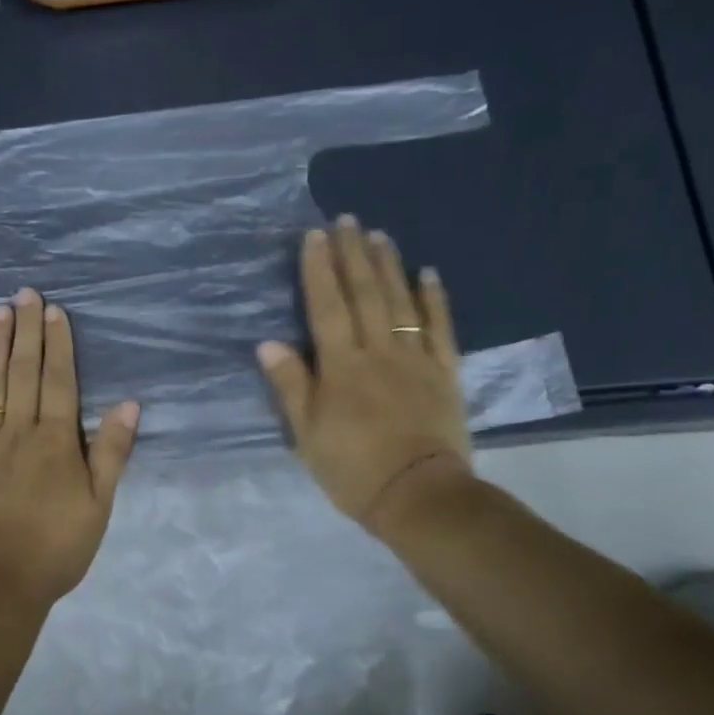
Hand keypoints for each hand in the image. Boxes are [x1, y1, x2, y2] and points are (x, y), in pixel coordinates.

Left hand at [0, 288, 139, 609]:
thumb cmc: (57, 548)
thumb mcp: (98, 507)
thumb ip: (111, 454)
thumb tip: (129, 405)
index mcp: (56, 442)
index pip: (59, 381)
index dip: (58, 343)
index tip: (54, 310)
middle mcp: (18, 431)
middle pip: (24, 371)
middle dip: (26, 330)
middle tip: (25, 293)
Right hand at [257, 217, 474, 536]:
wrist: (418, 495)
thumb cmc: (352, 469)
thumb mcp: (307, 434)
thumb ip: (291, 386)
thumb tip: (269, 343)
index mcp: (341, 367)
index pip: (326, 307)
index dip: (319, 269)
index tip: (314, 236)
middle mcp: (378, 352)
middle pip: (364, 294)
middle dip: (353, 254)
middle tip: (347, 219)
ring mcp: (416, 359)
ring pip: (400, 302)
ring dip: (389, 265)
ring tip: (379, 235)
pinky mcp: (445, 372)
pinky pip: (440, 327)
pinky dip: (435, 299)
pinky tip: (428, 273)